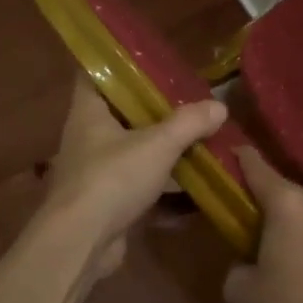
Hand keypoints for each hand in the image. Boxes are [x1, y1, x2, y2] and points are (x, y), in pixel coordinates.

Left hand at [37, 76, 227, 270]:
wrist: (81, 244)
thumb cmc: (112, 179)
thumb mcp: (158, 144)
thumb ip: (189, 123)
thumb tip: (220, 106)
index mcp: (89, 111)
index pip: (94, 72)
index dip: (117, 62)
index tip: (149, 58)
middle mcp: (88, 137)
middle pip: (121, 112)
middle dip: (153, 108)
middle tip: (188, 99)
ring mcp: (96, 172)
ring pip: (133, 151)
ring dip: (162, 149)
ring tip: (198, 138)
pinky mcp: (108, 203)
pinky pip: (140, 187)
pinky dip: (164, 188)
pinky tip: (194, 190)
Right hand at [223, 147, 302, 302]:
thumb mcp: (241, 292)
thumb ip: (235, 266)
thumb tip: (245, 263)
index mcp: (286, 202)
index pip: (256, 166)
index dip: (239, 158)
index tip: (228, 153)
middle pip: (282, 190)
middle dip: (263, 201)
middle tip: (246, 220)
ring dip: (289, 222)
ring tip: (278, 250)